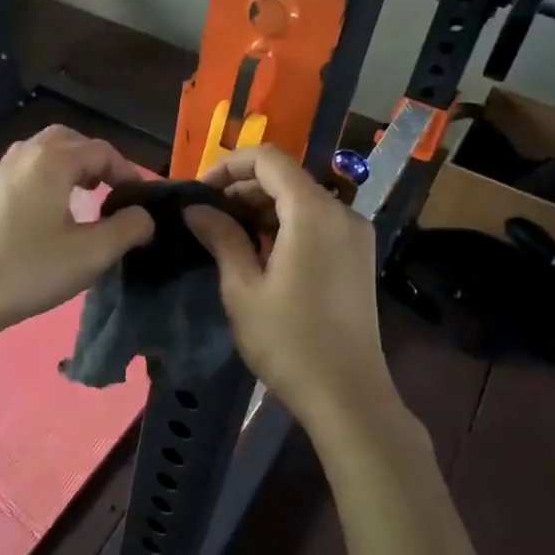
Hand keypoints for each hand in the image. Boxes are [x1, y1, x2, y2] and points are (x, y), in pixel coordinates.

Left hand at [0, 125, 155, 340]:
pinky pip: (26, 170)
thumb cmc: (30, 269)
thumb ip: (128, 228)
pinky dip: (48, 178)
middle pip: (69, 140)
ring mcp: (0, 172)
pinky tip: (52, 212)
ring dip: (70, 166)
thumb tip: (144, 216)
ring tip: (86, 197)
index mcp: (52, 160)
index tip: (142, 200)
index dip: (128, 172)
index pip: (101, 151)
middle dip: (96, 160)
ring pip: (44, 153)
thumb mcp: (92, 253)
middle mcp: (25, 154)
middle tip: (113, 190)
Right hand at [184, 144, 396, 431]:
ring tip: (227, 236)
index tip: (199, 192)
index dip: (229, 166)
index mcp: (313, 212)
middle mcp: (341, 212)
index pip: (268, 159)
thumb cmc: (288, 342)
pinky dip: (286, 225)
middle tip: (207, 217)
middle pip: (287, 177)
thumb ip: (221, 238)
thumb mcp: (242, 289)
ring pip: (302, 200)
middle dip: (243, 189)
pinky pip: (317, 222)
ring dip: (263, 208)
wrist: (347, 395)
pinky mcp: (358, 256)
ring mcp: (355, 234)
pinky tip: (260, 252)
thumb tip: (196, 208)